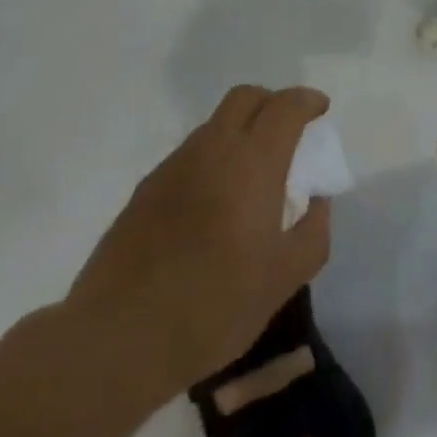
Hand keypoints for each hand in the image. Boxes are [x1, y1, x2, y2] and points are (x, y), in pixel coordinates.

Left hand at [64, 85, 332, 401]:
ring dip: (240, 132)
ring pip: (214, 125)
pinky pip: (189, 156)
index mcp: (253, 161)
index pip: (285, 106)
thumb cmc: (213, 306)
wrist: (116, 339)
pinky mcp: (145, 191)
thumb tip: (316, 201)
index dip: (307, 101)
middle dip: (272, 104)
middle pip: (245, 97)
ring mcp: (173, 167)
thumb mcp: (283, 279)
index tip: (320, 112)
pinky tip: (212, 207)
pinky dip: (212, 161)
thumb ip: (313, 232)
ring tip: (251, 178)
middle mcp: (212, 149)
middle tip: (288, 133)